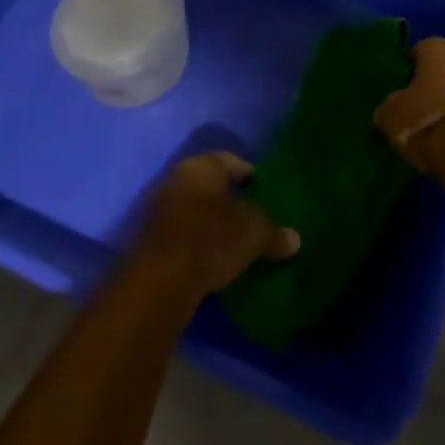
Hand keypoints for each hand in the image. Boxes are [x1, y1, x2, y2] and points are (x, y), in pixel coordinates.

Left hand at [131, 152, 299, 297]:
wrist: (159, 282)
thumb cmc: (212, 239)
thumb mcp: (254, 234)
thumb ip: (275, 232)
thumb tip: (294, 240)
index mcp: (202, 165)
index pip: (233, 162)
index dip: (253, 178)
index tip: (268, 196)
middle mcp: (177, 178)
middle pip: (212, 187)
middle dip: (233, 203)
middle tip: (255, 221)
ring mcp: (159, 209)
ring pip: (196, 211)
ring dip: (214, 225)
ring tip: (238, 245)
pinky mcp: (150, 240)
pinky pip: (183, 234)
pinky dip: (199, 244)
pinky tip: (215, 261)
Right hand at [373, 37, 444, 172]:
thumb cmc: (425, 121)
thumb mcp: (390, 115)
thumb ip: (390, 105)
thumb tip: (389, 110)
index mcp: (439, 48)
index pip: (420, 50)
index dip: (410, 70)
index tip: (403, 90)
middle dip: (438, 83)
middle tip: (423, 107)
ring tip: (444, 126)